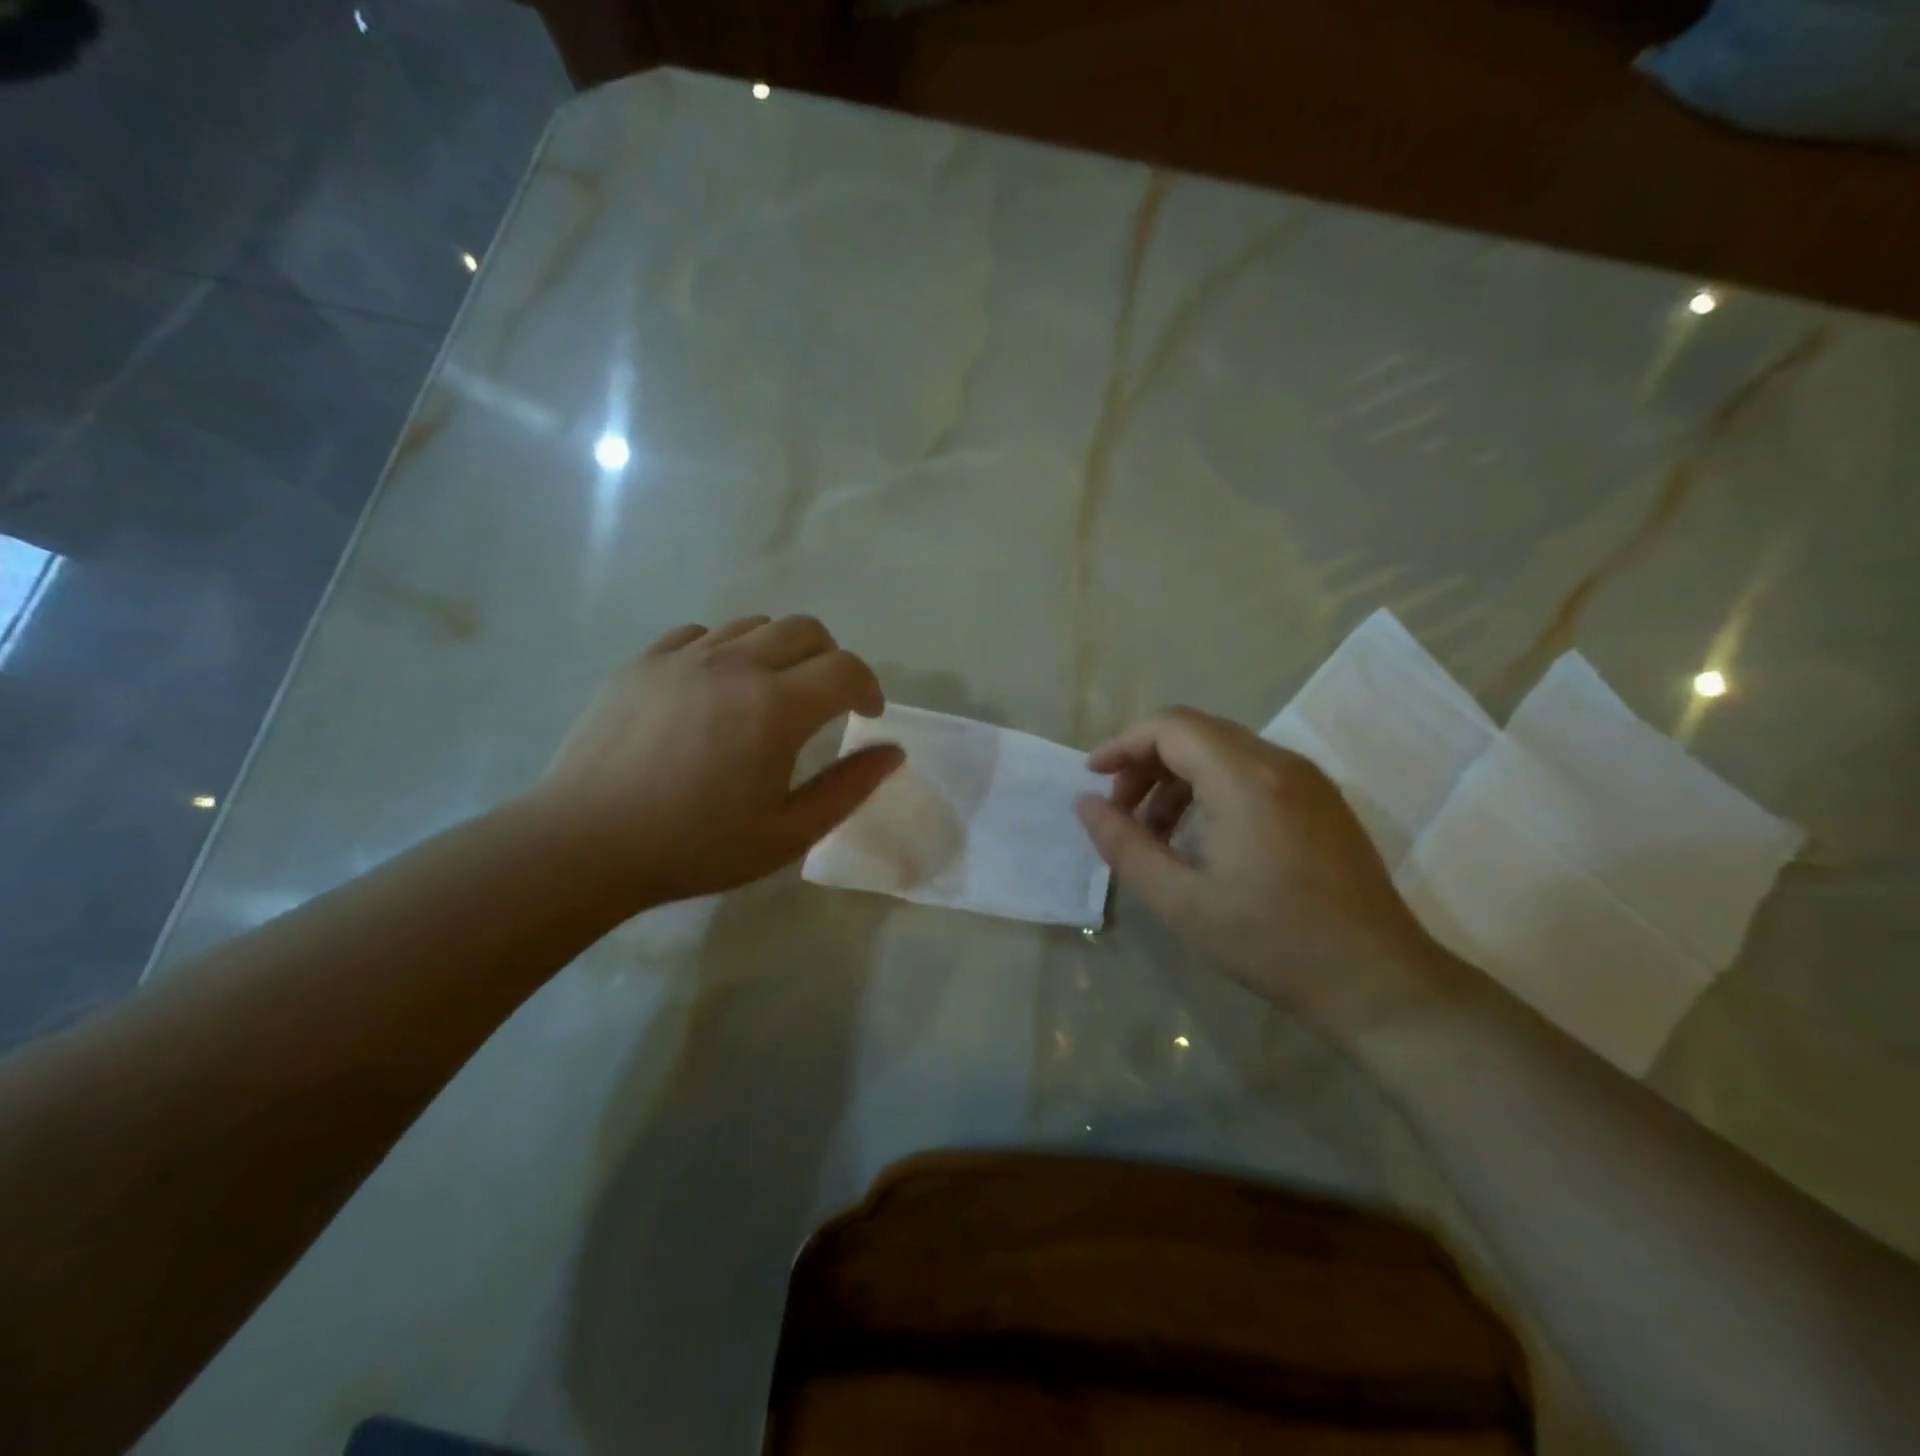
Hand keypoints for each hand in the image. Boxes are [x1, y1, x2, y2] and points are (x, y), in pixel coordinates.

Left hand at [520, 615, 902, 910]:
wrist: (583, 845)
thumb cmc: (694, 847)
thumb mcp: (787, 834)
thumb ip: (848, 789)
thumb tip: (892, 752)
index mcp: (775, 706)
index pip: (846, 669)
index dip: (868, 688)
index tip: (866, 716)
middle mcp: (735, 665)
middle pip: (805, 630)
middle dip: (830, 659)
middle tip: (824, 701)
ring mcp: (683, 657)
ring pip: (753, 625)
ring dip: (780, 651)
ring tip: (769, 694)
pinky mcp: (642, 662)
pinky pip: (700, 635)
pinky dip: (725, 651)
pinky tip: (713, 689)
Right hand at [1075, 707, 1463, 1034]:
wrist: (1378, 980)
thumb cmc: (1273, 942)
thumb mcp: (1182, 902)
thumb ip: (1125, 846)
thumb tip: (1085, 805)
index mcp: (1246, 779)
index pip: (1170, 727)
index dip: (1123, 745)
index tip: (1093, 779)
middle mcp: (1279, 762)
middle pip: (1195, 732)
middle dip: (1146, 762)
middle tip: (1120, 811)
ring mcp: (1307, 779)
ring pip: (1224, 750)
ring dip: (1178, 777)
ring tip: (1156, 832)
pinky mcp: (1321, 800)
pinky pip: (1252, 771)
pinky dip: (1212, 788)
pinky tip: (1202, 837)